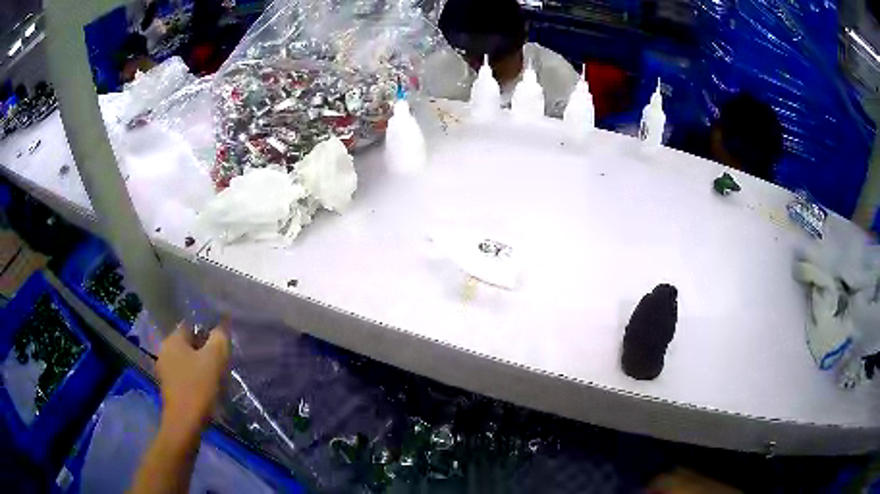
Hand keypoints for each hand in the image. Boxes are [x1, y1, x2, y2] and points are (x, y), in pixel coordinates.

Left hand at [156, 323, 230, 433]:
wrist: (185, 423)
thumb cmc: (198, 388)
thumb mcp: (214, 359)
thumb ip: (219, 338)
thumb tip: (222, 326)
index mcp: (172, 340)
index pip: (192, 326)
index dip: (208, 332)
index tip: (222, 346)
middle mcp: (164, 351)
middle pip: (189, 344)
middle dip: (205, 351)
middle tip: (222, 362)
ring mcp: (165, 370)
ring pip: (187, 360)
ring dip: (201, 366)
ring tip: (217, 377)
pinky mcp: (169, 387)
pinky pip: (184, 374)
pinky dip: (195, 378)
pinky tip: (206, 389)